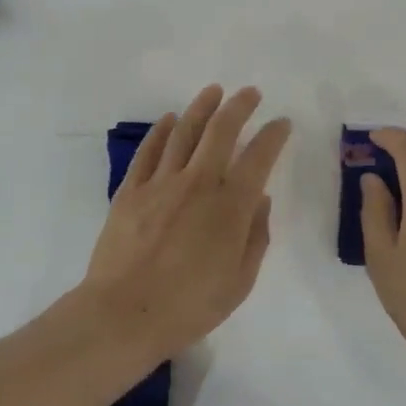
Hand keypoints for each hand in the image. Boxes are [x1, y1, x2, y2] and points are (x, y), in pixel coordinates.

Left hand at [83, 84, 291, 356]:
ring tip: (213, 91)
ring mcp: (160, 183)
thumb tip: (261, 201)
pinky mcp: (131, 191)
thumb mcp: (239, 282)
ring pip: (184, 132)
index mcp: (230, 206)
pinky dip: (161, 131)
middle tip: (250, 93)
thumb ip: (255, 237)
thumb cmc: (189, 306)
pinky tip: (170, 120)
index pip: (259, 157)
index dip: (274, 135)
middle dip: (239, 106)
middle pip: (221, 131)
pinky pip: (149, 151)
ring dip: (201, 107)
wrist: (124, 314)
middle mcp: (198, 183)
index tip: (282, 123)